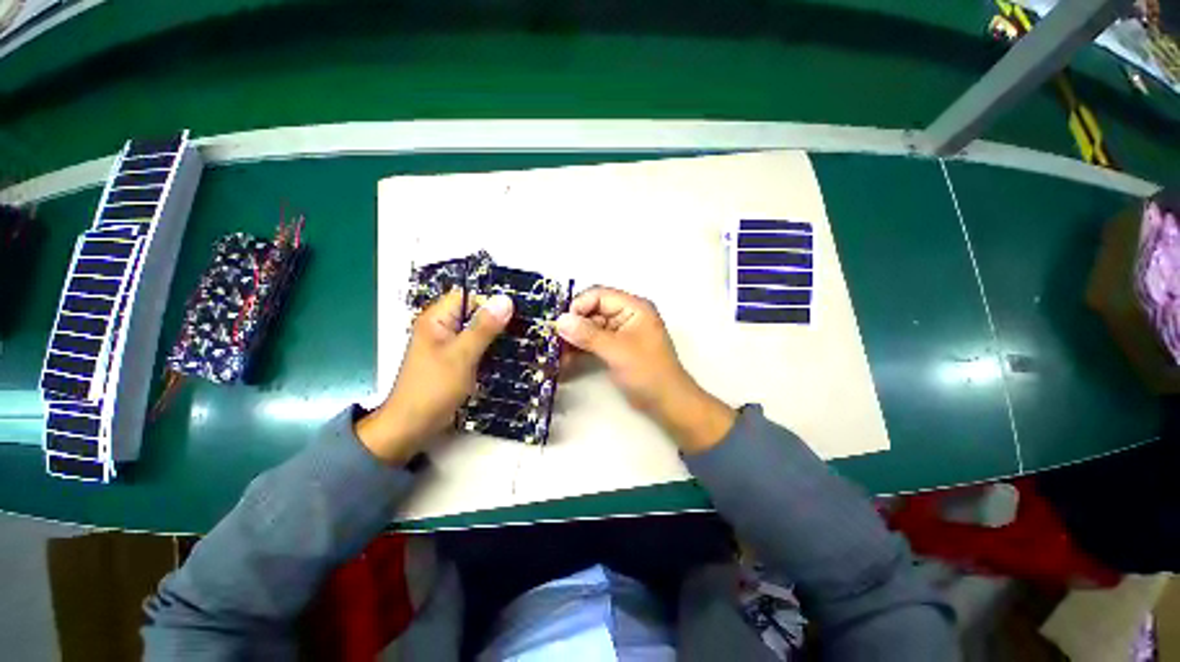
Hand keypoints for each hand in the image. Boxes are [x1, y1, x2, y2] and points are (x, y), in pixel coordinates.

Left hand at [357, 289, 512, 463]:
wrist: (412, 426)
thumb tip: (505, 300)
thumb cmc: (433, 388)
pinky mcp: (455, 361)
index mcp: (436, 320)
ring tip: (522, 337)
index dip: (490, 301)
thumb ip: (484, 327)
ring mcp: (448, 346)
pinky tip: (509, 353)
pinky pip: (476, 347)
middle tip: (524, 325)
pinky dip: (490, 348)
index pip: (467, 297)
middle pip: (473, 313)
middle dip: (497, 319)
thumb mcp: (462, 355)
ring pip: (477, 331)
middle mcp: (442, 328)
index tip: (516, 312)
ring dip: (496, 334)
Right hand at [555, 287, 735, 453]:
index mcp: (633, 307)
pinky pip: (594, 342)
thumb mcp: (617, 351)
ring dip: (574, 340)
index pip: (599, 295)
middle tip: (554, 342)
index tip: (560, 325)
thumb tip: (559, 321)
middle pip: (593, 311)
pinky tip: (566, 361)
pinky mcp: (616, 348)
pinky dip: (581, 349)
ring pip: (590, 328)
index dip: (578, 307)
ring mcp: (621, 332)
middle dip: (573, 326)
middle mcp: (627, 315)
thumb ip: (588, 334)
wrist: (667, 403)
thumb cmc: (647, 372)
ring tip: (557, 355)